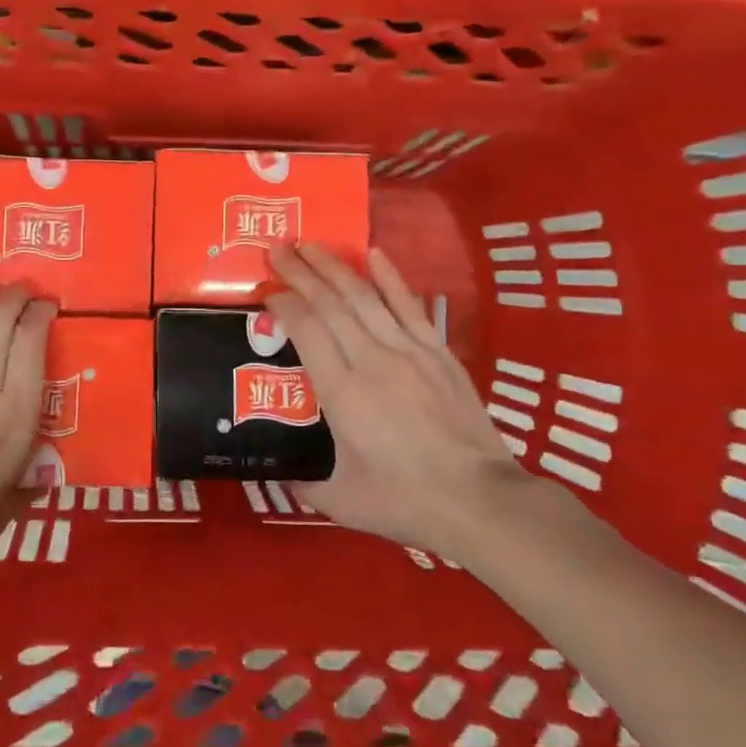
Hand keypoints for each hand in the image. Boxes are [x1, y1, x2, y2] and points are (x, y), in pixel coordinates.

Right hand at [266, 245, 534, 554]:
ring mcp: (409, 352)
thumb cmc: (406, 502)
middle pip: (330, 303)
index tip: (265, 289)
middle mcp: (370, 360)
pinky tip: (373, 253)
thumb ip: (306, 484)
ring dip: (335, 267)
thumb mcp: (342, 502)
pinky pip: (409, 306)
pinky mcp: (438, 353)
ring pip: (365, 297)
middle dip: (300, 271)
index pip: (305, 329)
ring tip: (311, 244)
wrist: (480, 500)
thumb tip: (285, 475)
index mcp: (342, 393)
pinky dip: (391, 277)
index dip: (282, 303)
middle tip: (277, 248)